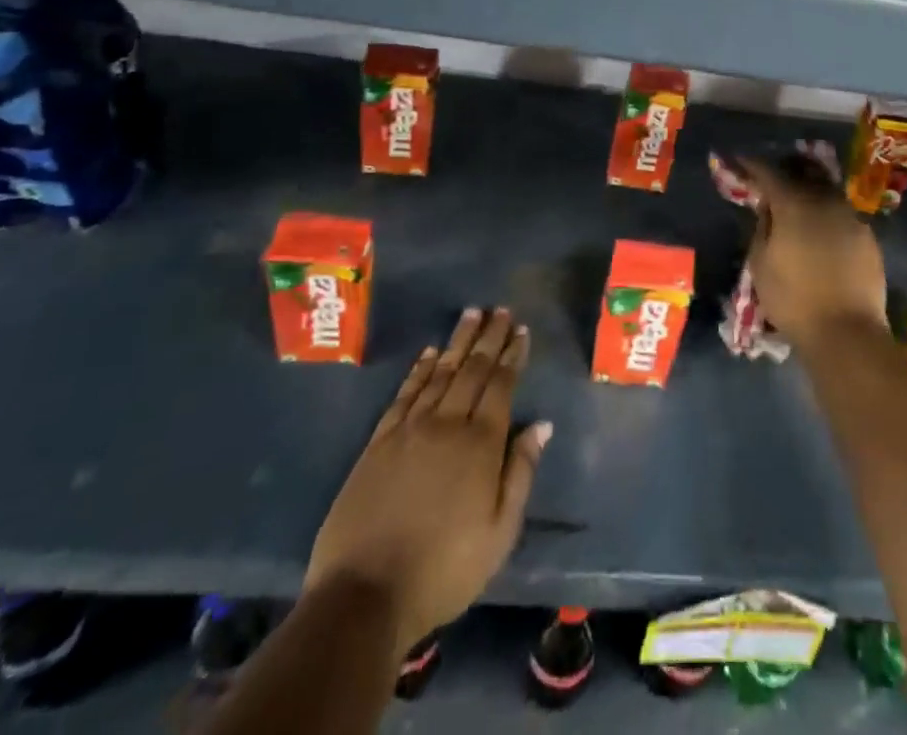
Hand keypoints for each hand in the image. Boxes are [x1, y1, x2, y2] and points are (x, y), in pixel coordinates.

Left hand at [304, 308, 551, 647]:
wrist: (364, 597)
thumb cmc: (444, 570)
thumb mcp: (500, 533)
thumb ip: (521, 473)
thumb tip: (542, 425)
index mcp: (481, 444)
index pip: (501, 385)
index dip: (512, 355)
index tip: (521, 330)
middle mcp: (447, 425)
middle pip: (472, 370)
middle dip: (489, 338)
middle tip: (500, 310)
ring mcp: (409, 431)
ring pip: (439, 373)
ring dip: (457, 342)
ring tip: (471, 315)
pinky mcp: (378, 444)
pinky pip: (404, 395)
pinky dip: (418, 370)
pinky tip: (428, 354)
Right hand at [741, 156, 887, 345]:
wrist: (847, 332)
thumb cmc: (793, 299)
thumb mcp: (760, 264)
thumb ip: (762, 228)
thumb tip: (767, 208)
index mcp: (794, 204)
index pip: (769, 173)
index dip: (752, 165)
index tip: (741, 162)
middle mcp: (825, 201)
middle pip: (804, 174)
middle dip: (786, 171)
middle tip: (773, 179)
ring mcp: (851, 217)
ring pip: (827, 193)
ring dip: (810, 192)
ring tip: (799, 204)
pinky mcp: (868, 237)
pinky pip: (843, 216)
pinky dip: (829, 216)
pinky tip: (823, 233)